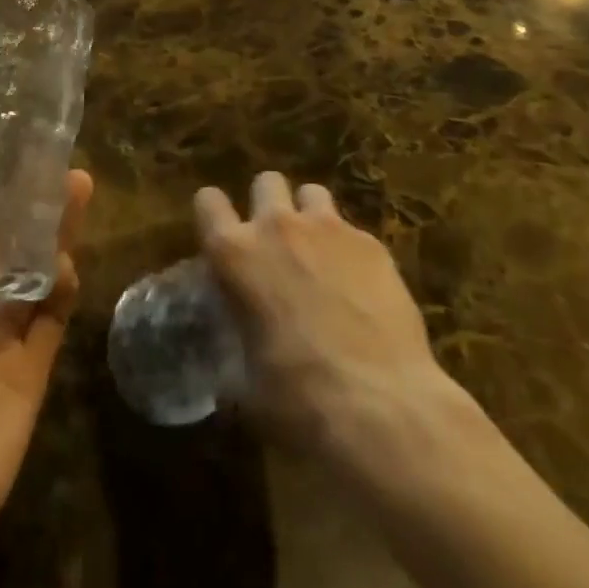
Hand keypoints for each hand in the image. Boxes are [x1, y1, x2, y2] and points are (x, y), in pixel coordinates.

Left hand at [0, 160, 93, 580]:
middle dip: (29, 201)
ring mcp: (1, 333)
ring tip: (76, 187)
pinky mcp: (32, 364)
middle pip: (5, 238)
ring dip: (55, 230)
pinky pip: (53, 314)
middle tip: (57, 161)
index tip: (6, 147)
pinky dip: (64, 285)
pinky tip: (67, 262)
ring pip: (35, 267)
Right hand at [196, 171, 481, 482]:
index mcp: (235, 254)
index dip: (212, 213)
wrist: (381, 406)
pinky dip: (350, 250)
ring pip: (312, 193)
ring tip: (319, 254)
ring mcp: (329, 229)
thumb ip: (228, 358)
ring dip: (310, 217)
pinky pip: (352, 231)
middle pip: (266, 182)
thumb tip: (225, 371)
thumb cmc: (298, 399)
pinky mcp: (372, 244)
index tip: (220, 233)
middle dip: (268, 205)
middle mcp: (277, 227)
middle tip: (276, 244)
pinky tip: (361, 288)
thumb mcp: (243, 386)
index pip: (207, 201)